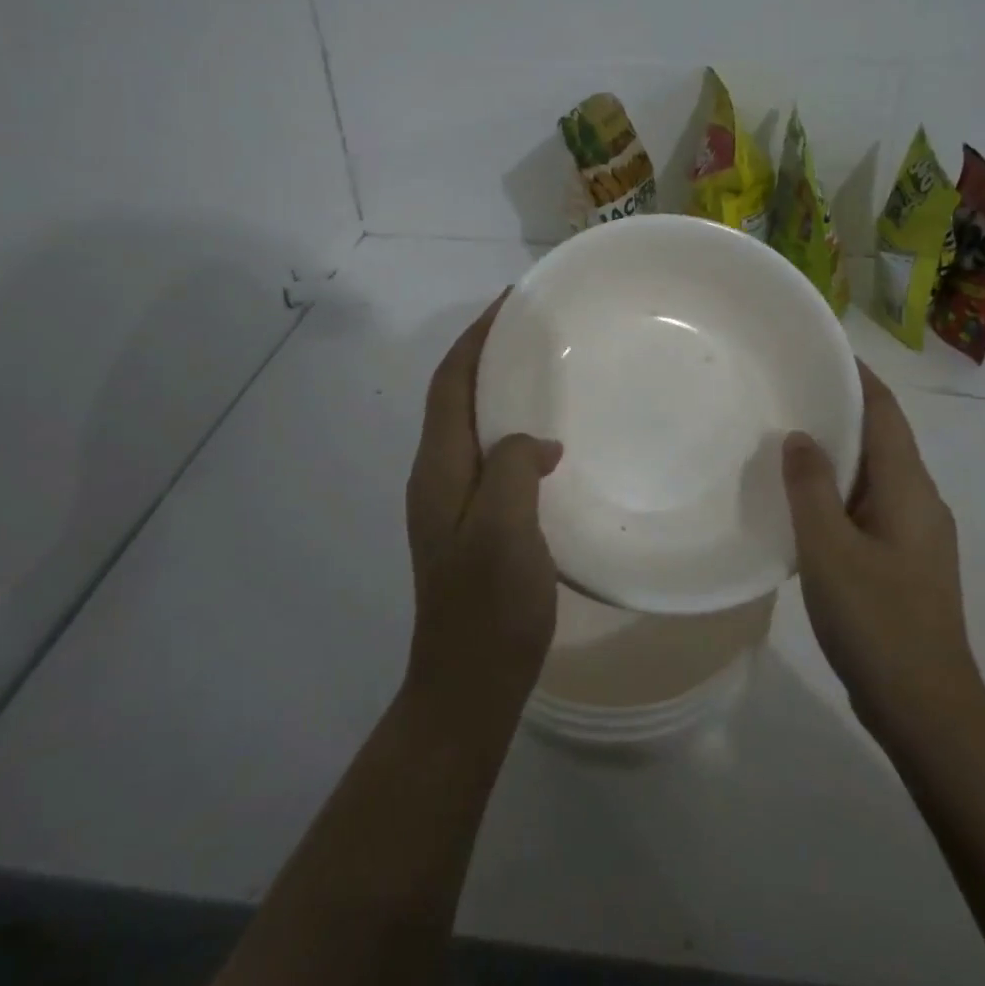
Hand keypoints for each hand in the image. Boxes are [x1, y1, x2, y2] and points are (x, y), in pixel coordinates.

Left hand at [404, 292, 563, 716]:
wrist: (469, 684)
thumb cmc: (487, 607)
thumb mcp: (504, 530)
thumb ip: (511, 469)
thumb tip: (533, 442)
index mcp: (438, 469)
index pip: (451, 383)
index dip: (476, 338)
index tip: (510, 302)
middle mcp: (437, 476)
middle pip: (456, 396)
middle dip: (486, 353)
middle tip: (533, 327)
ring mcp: (452, 501)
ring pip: (472, 424)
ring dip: (498, 387)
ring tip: (542, 367)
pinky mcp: (473, 522)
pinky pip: (489, 454)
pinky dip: (511, 428)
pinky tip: (547, 438)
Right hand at [783, 362, 984, 744]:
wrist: (927, 710)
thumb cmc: (877, 621)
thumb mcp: (829, 550)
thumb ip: (811, 487)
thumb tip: (801, 436)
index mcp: (909, 488)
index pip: (885, 412)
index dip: (857, 376)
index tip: (821, 349)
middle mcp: (920, 500)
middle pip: (882, 437)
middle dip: (842, 408)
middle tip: (790, 389)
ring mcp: (917, 533)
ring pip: (875, 473)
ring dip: (839, 451)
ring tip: (789, 436)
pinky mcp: (905, 561)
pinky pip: (870, 505)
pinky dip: (840, 489)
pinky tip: (805, 501)